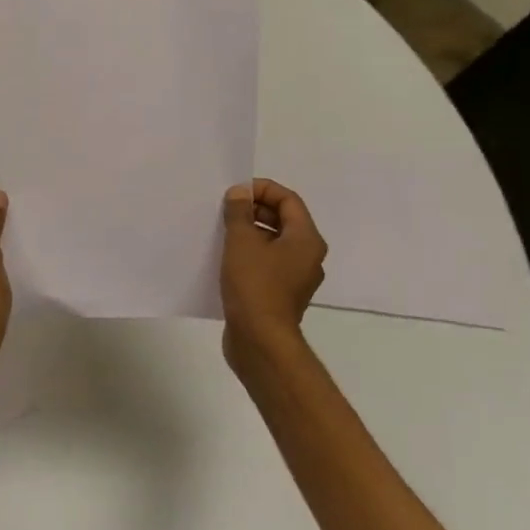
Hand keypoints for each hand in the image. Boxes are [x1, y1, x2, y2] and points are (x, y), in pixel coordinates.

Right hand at [220, 178, 327, 375]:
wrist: (260, 340)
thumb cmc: (255, 285)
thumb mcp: (242, 241)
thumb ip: (239, 212)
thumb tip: (240, 193)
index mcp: (306, 240)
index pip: (288, 200)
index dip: (262, 189)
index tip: (235, 192)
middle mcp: (307, 256)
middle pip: (284, 220)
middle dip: (255, 209)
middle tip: (226, 209)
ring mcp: (296, 278)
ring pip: (274, 242)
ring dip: (250, 231)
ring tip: (222, 230)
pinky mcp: (281, 294)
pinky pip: (268, 262)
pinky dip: (250, 253)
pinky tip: (226, 257)